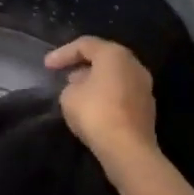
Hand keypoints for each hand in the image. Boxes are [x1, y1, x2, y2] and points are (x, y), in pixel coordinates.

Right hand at [45, 37, 157, 171]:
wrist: (129, 150)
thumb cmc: (96, 113)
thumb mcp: (69, 96)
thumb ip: (71, 85)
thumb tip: (81, 86)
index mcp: (114, 54)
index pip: (85, 45)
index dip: (63, 53)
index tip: (46, 66)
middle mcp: (133, 65)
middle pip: (104, 58)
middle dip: (82, 65)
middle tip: (65, 75)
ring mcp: (144, 87)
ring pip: (115, 76)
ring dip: (95, 81)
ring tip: (77, 91)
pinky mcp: (147, 108)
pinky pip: (122, 94)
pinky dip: (107, 96)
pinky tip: (94, 107)